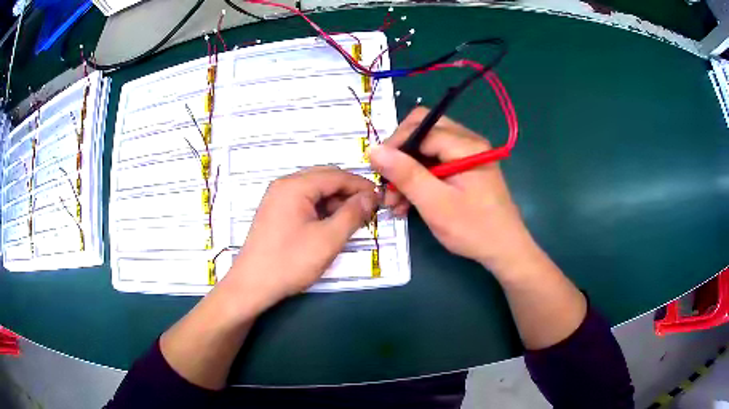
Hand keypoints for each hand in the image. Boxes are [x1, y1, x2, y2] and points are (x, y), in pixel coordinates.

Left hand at [224, 166, 377, 310]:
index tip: (380, 198)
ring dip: (335, 201)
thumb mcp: (328, 240)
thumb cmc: (290, 262)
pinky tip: (331, 224)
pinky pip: (303, 201)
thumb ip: (352, 214)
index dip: (361, 185)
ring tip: (353, 219)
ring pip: (314, 190)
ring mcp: (277, 198)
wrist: (252, 285)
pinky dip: (321, 209)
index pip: (336, 175)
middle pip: (324, 178)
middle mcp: (284, 185)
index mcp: (295, 186)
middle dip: (348, 191)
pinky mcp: (274, 212)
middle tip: (369, 208)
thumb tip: (370, 196)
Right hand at [369, 108, 534, 275]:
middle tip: (387, 184)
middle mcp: (468, 142)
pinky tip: (407, 203)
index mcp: (465, 145)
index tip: (379, 172)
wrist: (505, 251)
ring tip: (394, 203)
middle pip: (423, 132)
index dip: (395, 145)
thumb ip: (405, 174)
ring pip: (426, 150)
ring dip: (407, 172)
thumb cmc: (473, 228)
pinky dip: (419, 179)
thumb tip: (373, 149)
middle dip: (400, 157)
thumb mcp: (435, 203)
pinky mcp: (466, 170)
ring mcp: (468, 156)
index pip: (420, 127)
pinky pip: (436, 164)